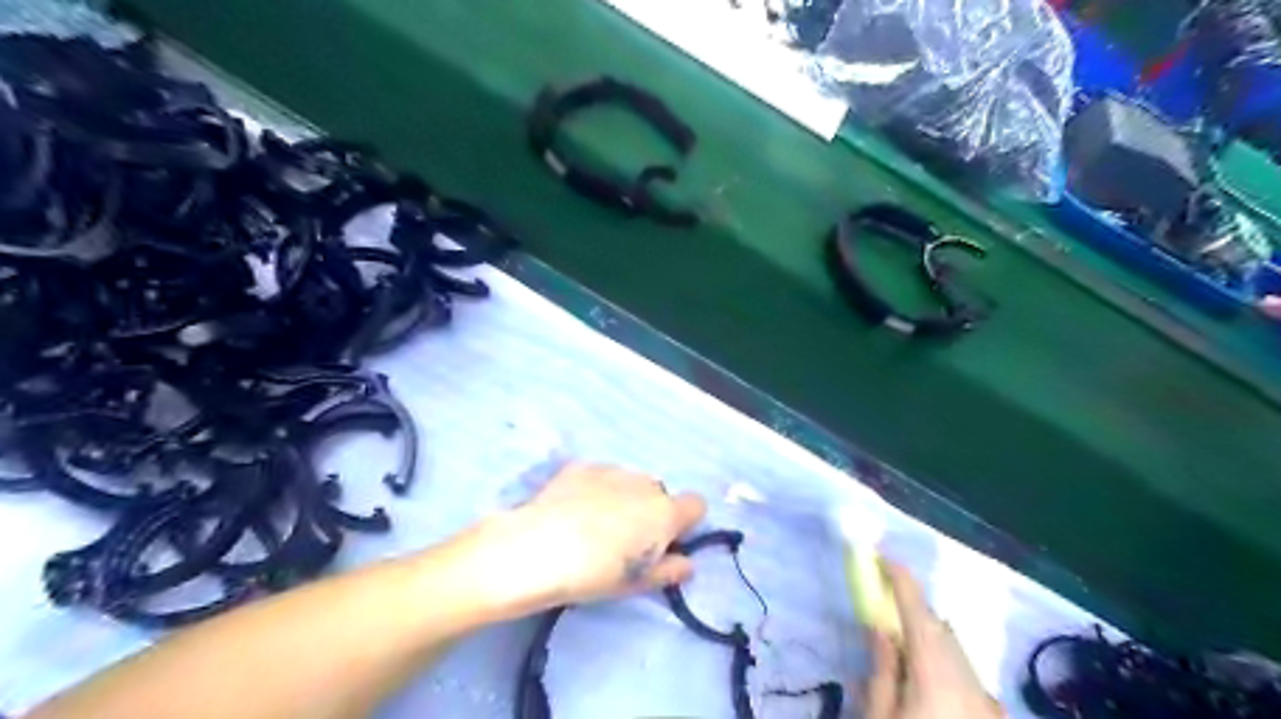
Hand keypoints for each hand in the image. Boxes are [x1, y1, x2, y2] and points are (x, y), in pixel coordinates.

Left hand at [455, 467, 705, 617]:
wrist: (537, 549)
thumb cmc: (594, 574)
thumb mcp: (637, 583)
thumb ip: (670, 570)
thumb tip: (687, 563)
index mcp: (665, 512)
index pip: (697, 505)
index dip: (684, 522)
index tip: (665, 542)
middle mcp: (645, 484)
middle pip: (659, 494)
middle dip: (649, 511)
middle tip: (624, 539)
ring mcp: (612, 470)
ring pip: (630, 483)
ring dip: (623, 498)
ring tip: (593, 524)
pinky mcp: (582, 466)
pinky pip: (600, 476)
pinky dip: (595, 489)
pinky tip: (572, 510)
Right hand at [865, 566, 1003, 716]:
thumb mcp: (878, 714)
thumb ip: (882, 669)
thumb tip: (881, 628)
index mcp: (935, 673)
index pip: (917, 613)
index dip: (901, 581)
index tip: (884, 556)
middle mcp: (969, 680)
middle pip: (941, 632)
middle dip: (915, 615)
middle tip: (888, 608)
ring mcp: (988, 699)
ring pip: (958, 654)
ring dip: (932, 642)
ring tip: (906, 650)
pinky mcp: (994, 714)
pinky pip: (970, 679)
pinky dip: (949, 669)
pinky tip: (932, 685)